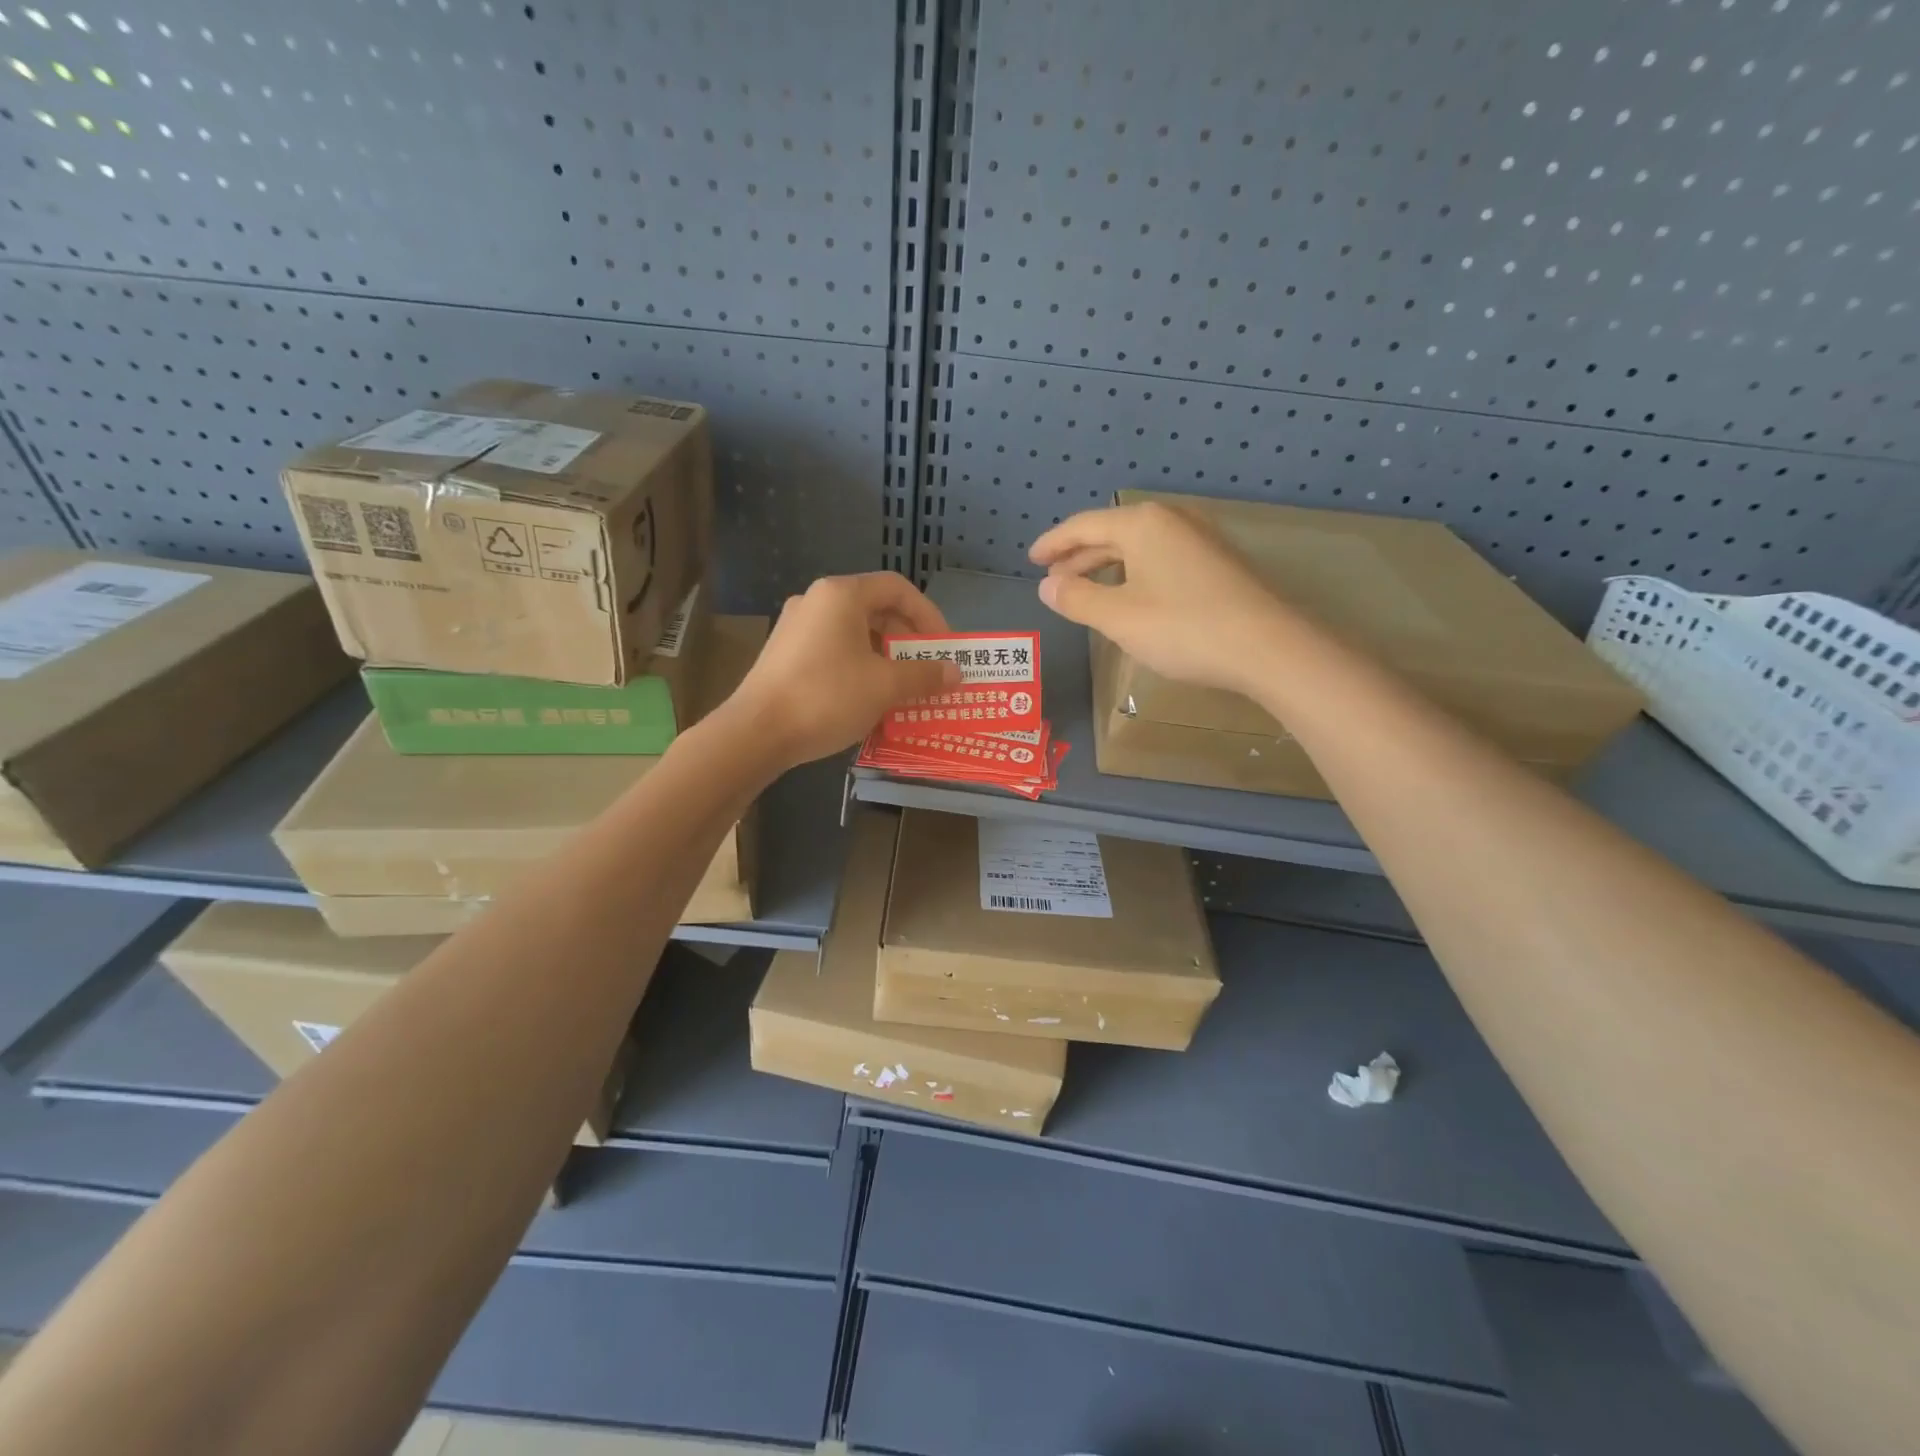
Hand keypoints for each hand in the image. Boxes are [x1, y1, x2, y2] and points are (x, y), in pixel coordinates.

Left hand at [725, 572, 959, 767]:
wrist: (756, 732)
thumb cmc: (826, 697)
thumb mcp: (884, 686)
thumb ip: (924, 675)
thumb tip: (955, 672)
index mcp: (841, 594)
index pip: (898, 588)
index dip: (929, 614)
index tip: (944, 647)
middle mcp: (817, 601)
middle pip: (876, 609)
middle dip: (908, 641)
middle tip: (927, 672)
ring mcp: (796, 627)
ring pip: (855, 633)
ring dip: (885, 658)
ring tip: (903, 690)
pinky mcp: (785, 654)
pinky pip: (834, 651)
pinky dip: (859, 667)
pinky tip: (868, 699)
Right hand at [1030, 501, 1291, 698]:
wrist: (1268, 647)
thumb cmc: (1184, 628)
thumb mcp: (1118, 617)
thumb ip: (1077, 599)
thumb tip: (1046, 587)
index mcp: (1142, 524)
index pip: (1084, 525)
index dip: (1053, 543)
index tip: (1031, 560)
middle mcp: (1171, 521)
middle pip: (1112, 533)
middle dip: (1078, 556)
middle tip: (1052, 579)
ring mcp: (1199, 540)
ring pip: (1138, 548)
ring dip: (1105, 567)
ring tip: (1084, 589)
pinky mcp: (1217, 564)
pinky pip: (1160, 559)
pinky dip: (1133, 574)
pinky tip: (1130, 597)